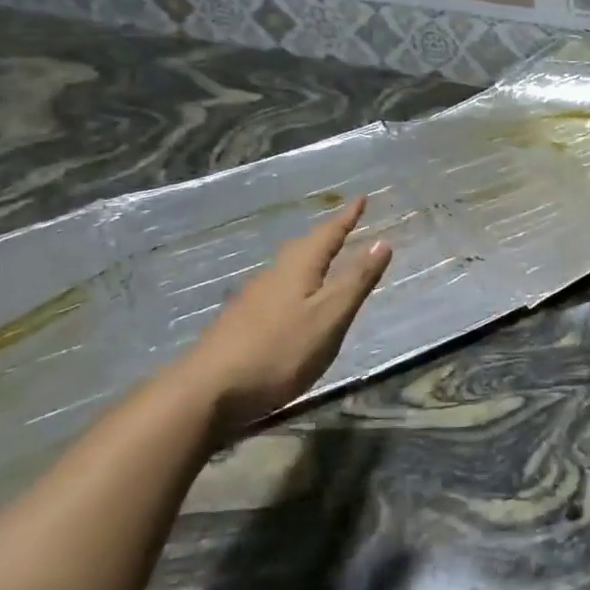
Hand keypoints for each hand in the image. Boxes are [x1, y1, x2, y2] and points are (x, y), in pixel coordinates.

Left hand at [171, 197, 392, 435]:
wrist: (207, 391)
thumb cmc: (280, 350)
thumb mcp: (330, 317)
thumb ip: (356, 281)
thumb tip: (382, 241)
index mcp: (298, 268)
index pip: (328, 234)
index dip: (347, 217)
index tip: (362, 198)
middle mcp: (273, 275)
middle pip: (303, 248)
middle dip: (325, 237)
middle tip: (344, 227)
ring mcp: (251, 300)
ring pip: (286, 269)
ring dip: (308, 261)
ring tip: (324, 263)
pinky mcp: (239, 323)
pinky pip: (275, 291)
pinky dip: (294, 286)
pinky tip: (292, 304)